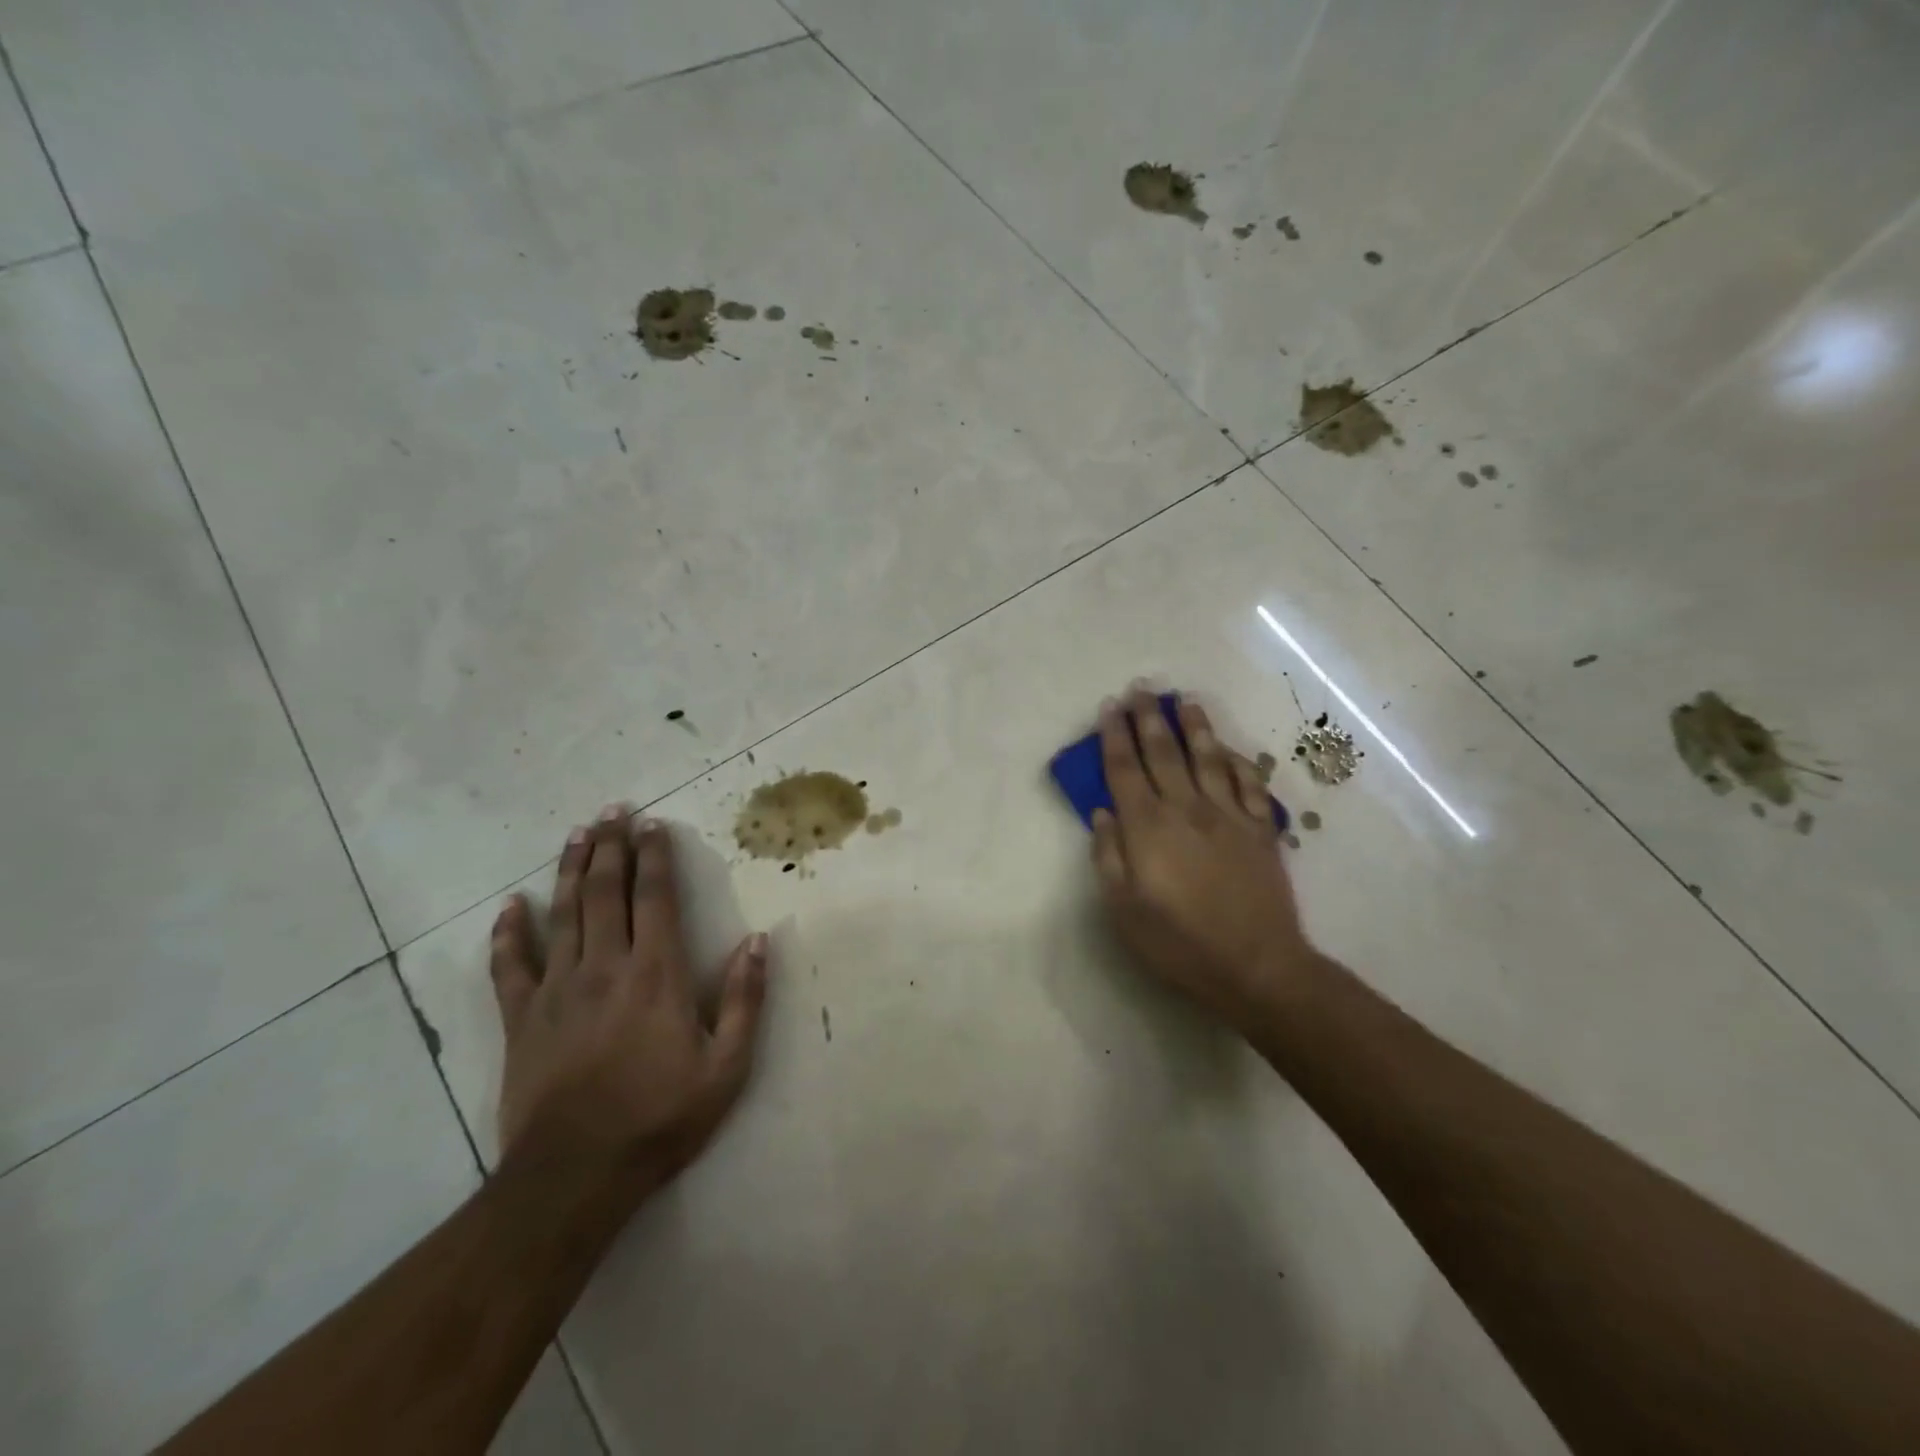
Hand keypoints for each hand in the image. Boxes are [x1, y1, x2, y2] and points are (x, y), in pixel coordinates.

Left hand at [489, 806, 768, 1186]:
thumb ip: (746, 999)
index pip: (654, 898)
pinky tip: (510, 907)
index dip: (654, 857)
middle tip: (613, 810)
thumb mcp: (727, 1066)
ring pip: (562, 914)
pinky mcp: (522, 1018)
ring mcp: (557, 990)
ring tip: (577, 833)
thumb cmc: (661, 1117)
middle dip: (611, 846)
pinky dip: (509, 933)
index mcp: (656, 974)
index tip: (652, 825)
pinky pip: (510, 966)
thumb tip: (757, 940)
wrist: (576, 1174)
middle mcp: (605, 967)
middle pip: (604, 892)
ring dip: (569, 869)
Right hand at [1091, 690, 1316, 1031]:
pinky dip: (1238, 762)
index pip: (1124, 769)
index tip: (1109, 707)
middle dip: (1149, 717)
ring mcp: (1228, 816)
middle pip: (1164, 752)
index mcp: (1148, 827)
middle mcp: (1186, 809)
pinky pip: (1249, 784)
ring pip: (1209, 758)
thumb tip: (1103, 813)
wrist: (1256, 966)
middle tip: (1142, 687)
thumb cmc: (1179, 943)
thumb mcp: (1123, 910)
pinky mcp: (1259, 830)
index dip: (1114, 735)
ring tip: (1185, 700)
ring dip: (1195, 726)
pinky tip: (1231, 749)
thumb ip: (1109, 857)